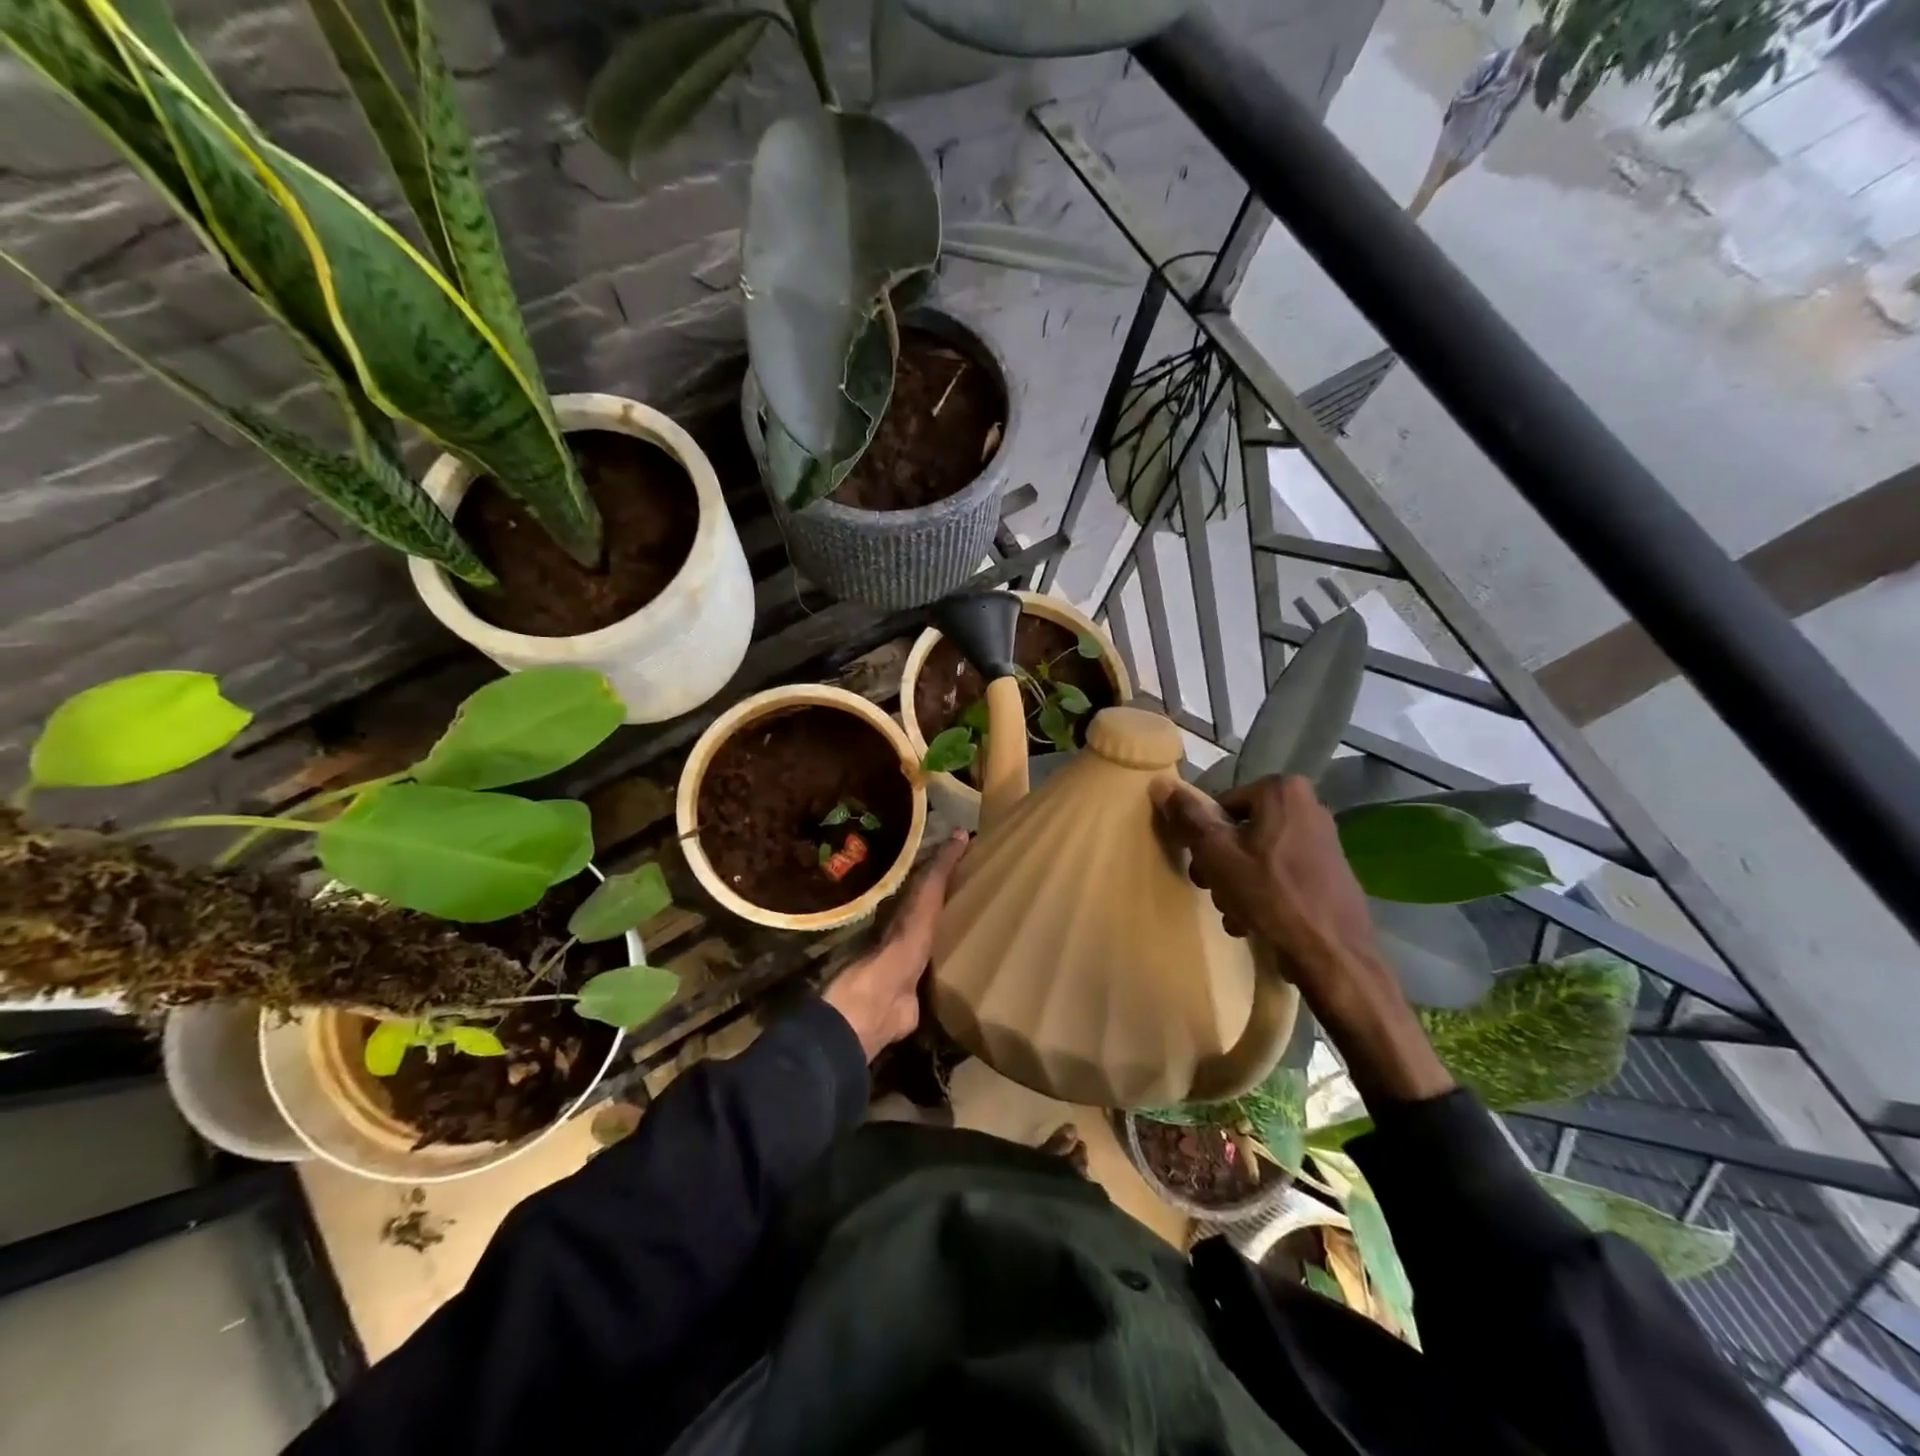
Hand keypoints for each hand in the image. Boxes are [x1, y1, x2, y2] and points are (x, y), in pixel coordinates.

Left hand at [822, 830, 968, 1060]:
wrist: (887, 995)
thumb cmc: (905, 939)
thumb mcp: (925, 897)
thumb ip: (940, 869)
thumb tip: (960, 832)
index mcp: (908, 905)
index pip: (930, 879)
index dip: (949, 868)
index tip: (975, 857)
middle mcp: (910, 928)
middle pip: (936, 909)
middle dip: (957, 900)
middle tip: (989, 889)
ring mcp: (916, 959)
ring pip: (941, 937)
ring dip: (957, 930)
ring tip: (990, 922)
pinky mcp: (925, 985)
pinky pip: (946, 967)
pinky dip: (959, 960)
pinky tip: (979, 959)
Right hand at [1151, 775, 1378, 994]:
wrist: (1332, 953)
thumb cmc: (1269, 894)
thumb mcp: (1216, 853)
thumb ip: (1188, 817)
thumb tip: (1162, 784)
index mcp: (1282, 791)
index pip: (1221, 806)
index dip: (1204, 837)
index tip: (1201, 867)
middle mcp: (1308, 806)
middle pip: (1241, 831)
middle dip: (1222, 863)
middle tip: (1213, 891)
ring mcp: (1324, 840)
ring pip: (1259, 855)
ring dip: (1239, 883)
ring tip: (1235, 914)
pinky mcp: (1331, 871)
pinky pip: (1282, 873)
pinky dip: (1265, 893)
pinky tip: (1255, 921)